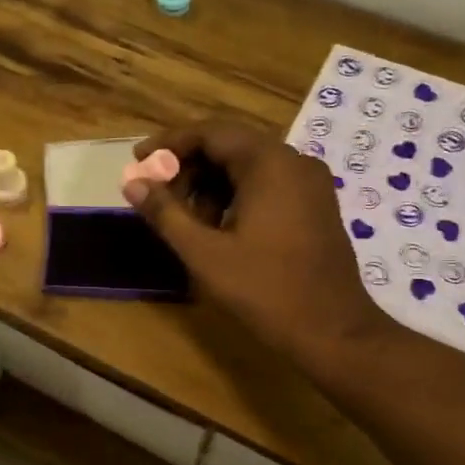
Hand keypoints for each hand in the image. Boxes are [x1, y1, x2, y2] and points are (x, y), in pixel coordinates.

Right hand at [124, 121, 383, 370]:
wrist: (333, 331)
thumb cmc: (265, 290)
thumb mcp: (205, 253)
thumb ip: (165, 213)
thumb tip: (132, 182)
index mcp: (269, 163)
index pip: (210, 133)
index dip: (169, 144)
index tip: (139, 162)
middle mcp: (294, 162)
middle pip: (230, 146)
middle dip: (188, 167)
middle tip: (158, 196)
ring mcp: (310, 184)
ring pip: (248, 166)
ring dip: (210, 183)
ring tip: (185, 219)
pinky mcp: (315, 206)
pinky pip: (268, 184)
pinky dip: (236, 195)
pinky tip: (217, 228)